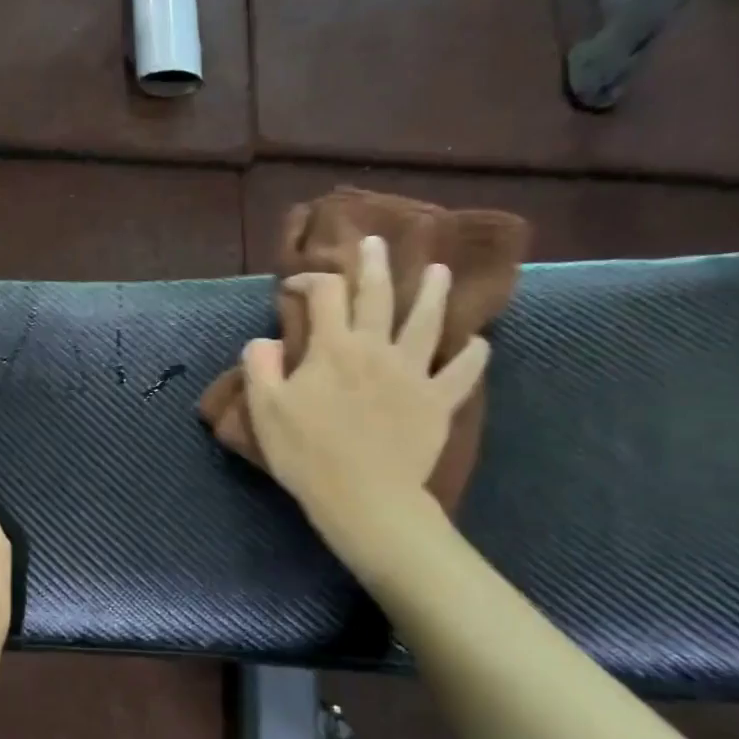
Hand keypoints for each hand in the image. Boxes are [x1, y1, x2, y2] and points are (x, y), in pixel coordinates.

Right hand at [242, 235, 489, 567]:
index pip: (324, 295)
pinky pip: (462, 373)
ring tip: (439, 271)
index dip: (309, 280)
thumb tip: (264, 340)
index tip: (296, 286)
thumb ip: (260, 367)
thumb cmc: (306, 453)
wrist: (363, 496)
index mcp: (333, 347)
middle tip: (376, 242)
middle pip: (378, 295)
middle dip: (374, 265)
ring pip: (427, 322)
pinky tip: (478, 343)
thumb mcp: (265, 410)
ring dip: (433, 293)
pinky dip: (472, 355)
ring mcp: (413, 373)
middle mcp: (376, 348)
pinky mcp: (438, 402)